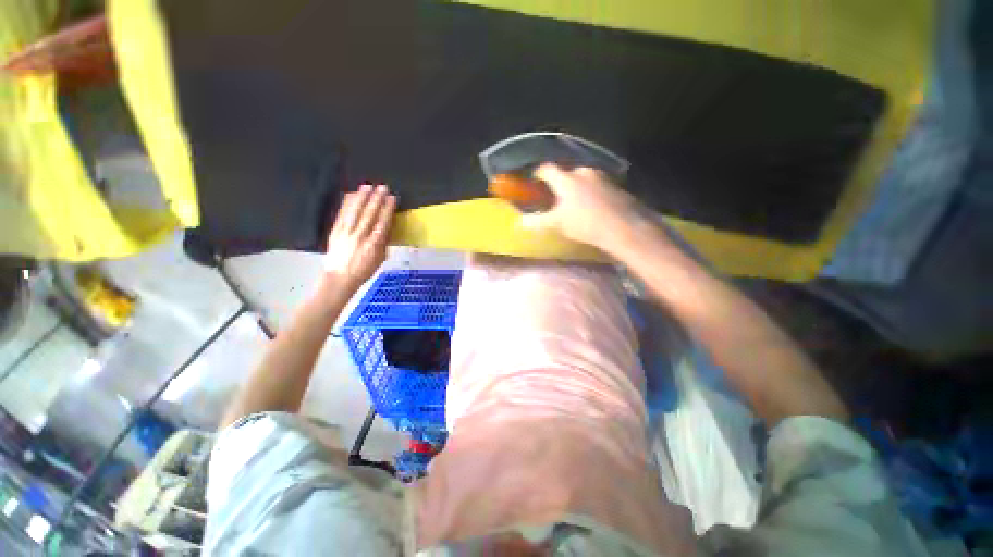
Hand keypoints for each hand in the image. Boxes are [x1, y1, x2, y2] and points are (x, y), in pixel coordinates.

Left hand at [324, 184, 395, 287]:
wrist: (340, 277)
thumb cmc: (364, 270)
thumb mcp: (380, 258)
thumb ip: (384, 242)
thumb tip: (387, 228)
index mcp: (374, 244)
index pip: (382, 222)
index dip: (387, 209)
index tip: (391, 198)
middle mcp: (360, 236)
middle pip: (369, 214)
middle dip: (376, 199)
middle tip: (382, 187)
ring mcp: (346, 233)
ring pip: (355, 212)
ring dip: (362, 198)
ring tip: (367, 186)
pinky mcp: (335, 231)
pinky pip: (342, 215)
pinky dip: (347, 204)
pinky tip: (351, 195)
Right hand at [522, 163, 657, 253]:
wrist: (623, 227)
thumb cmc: (584, 223)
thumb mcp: (557, 224)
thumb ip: (537, 221)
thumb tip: (519, 222)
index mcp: (566, 179)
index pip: (547, 169)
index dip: (538, 173)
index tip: (534, 181)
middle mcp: (583, 172)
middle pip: (566, 173)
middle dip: (559, 184)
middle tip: (555, 198)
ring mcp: (601, 177)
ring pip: (582, 179)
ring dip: (575, 188)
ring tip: (574, 204)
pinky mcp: (615, 184)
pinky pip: (596, 185)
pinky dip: (590, 192)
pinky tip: (592, 206)